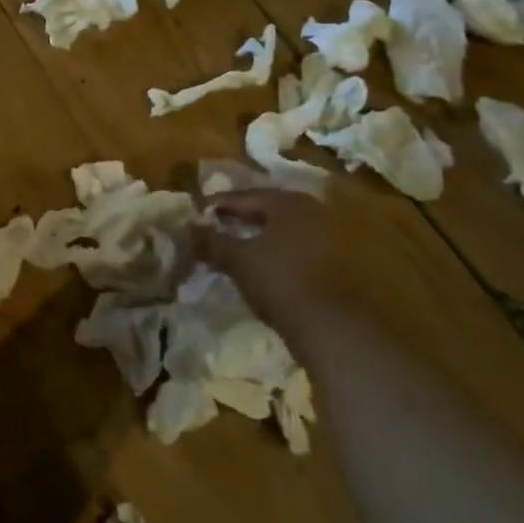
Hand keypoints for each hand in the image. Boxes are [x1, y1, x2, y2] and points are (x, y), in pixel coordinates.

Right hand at [191, 187, 360, 347]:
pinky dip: (276, 249)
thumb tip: (187, 226)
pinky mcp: (336, 261)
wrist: (330, 325)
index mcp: (287, 203)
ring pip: (284, 228)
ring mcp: (328, 236)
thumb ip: (211, 241)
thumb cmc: (279, 281)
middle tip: (217, 224)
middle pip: (268, 209)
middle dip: (242, 216)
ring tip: (237, 244)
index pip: (246, 196)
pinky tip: (263, 262)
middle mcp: (311, 211)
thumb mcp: (237, 259)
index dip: (220, 204)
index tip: (200, 211)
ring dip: (260, 234)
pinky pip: (297, 246)